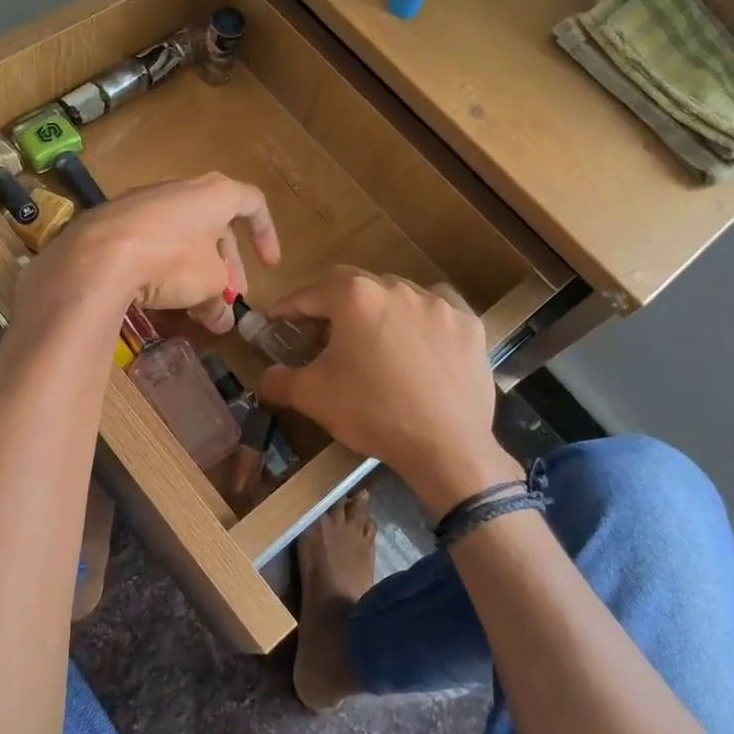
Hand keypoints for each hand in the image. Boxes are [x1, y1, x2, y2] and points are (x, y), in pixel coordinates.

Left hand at [15, 173, 279, 334]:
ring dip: (196, 269)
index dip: (267, 234)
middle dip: (227, 265)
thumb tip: (222, 321)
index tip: (269, 266)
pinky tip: (159, 295)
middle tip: (229, 298)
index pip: (253, 204)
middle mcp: (180, 188)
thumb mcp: (209, 285)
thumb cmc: (172, 260)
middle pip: (215, 224)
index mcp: (214, 193)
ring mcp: (143, 201)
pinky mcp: (114, 220)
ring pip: (182, 235)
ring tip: (196, 305)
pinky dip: (164, 266)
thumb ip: (220, 300)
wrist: (97, 256)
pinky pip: (151, 241)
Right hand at [257, 269, 519, 521]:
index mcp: (355, 296)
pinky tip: (421, 341)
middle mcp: (397, 288)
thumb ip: (280, 380)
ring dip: (381, 310)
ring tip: (375, 340)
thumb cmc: (372, 412)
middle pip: (357, 288)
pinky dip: (424, 318)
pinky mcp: (469, 324)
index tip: (277, 320)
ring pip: (399, 295)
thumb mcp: (313, 397)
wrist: (445, 445)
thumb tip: (264, 378)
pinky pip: (439, 309)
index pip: (312, 293)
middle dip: (336, 307)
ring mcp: (438, 303)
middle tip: (325, 334)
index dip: (291, 307)